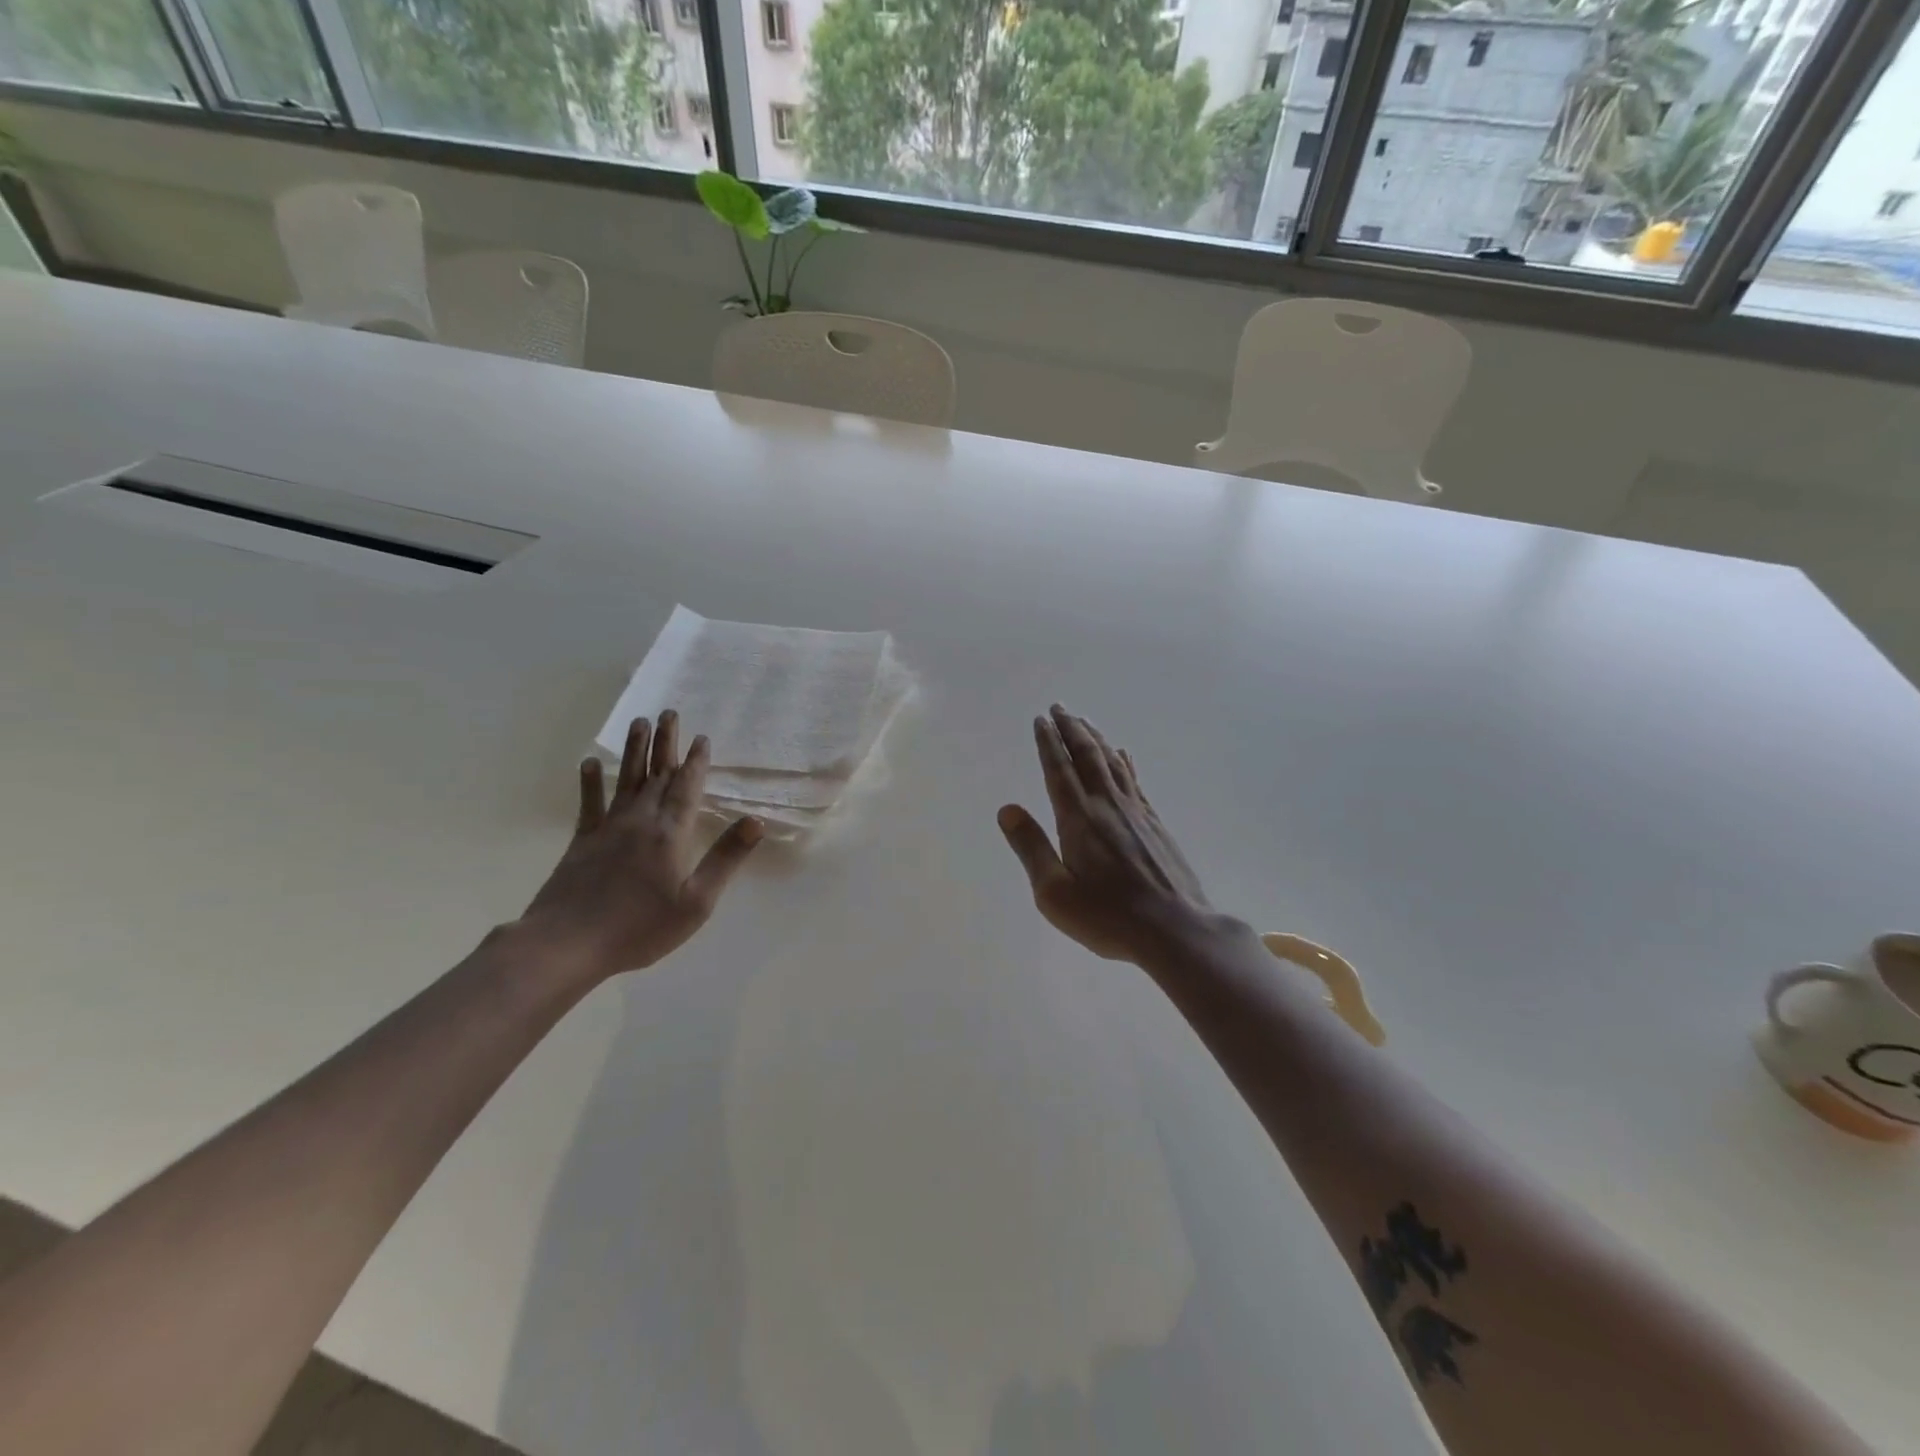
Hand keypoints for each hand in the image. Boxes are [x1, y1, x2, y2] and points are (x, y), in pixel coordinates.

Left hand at [519, 710, 761, 979]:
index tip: (702, 738)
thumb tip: (756, 821)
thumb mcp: (697, 902)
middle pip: (657, 775)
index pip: (687, 789)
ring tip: (638, 722)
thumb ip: (725, 858)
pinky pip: (589, 804)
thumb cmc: (640, 927)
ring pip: (625, 780)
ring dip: (634, 751)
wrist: (567, 944)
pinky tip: (590, 763)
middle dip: (666, 744)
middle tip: (669, 712)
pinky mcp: (582, 842)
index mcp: (670, 834)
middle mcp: (640, 821)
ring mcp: (608, 829)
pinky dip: (590, 782)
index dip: (696, 763)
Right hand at [997, 706, 1220, 963]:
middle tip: (1059, 707)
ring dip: (1095, 738)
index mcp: (1078, 819)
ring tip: (1084, 721)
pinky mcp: (1155, 824)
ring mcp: (1135, 812)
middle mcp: (1107, 805)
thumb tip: (1007, 809)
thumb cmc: (1108, 916)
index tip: (1041, 720)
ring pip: (1112, 762)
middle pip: (1087, 756)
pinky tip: (1122, 754)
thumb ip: (1031, 848)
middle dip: (1071, 729)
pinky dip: (1124, 761)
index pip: (1059, 770)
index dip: (1048, 742)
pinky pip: (1134, 780)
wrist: (1175, 929)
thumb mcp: (1055, 893)